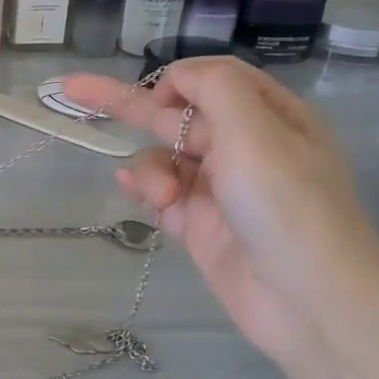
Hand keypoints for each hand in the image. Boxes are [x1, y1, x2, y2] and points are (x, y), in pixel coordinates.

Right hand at [64, 60, 378, 363]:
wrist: (307, 299)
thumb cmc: (286, 205)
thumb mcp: (255, 130)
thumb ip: (212, 87)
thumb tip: (175, 79)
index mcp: (269, 117)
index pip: (212, 80)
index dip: (177, 83)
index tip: (158, 102)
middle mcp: (243, 147)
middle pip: (174, 115)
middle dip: (126, 104)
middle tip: (71, 89)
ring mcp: (218, 189)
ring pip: (162, 158)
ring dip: (152, 171)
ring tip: (164, 199)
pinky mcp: (199, 226)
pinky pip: (159, 195)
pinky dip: (143, 188)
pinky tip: (131, 189)